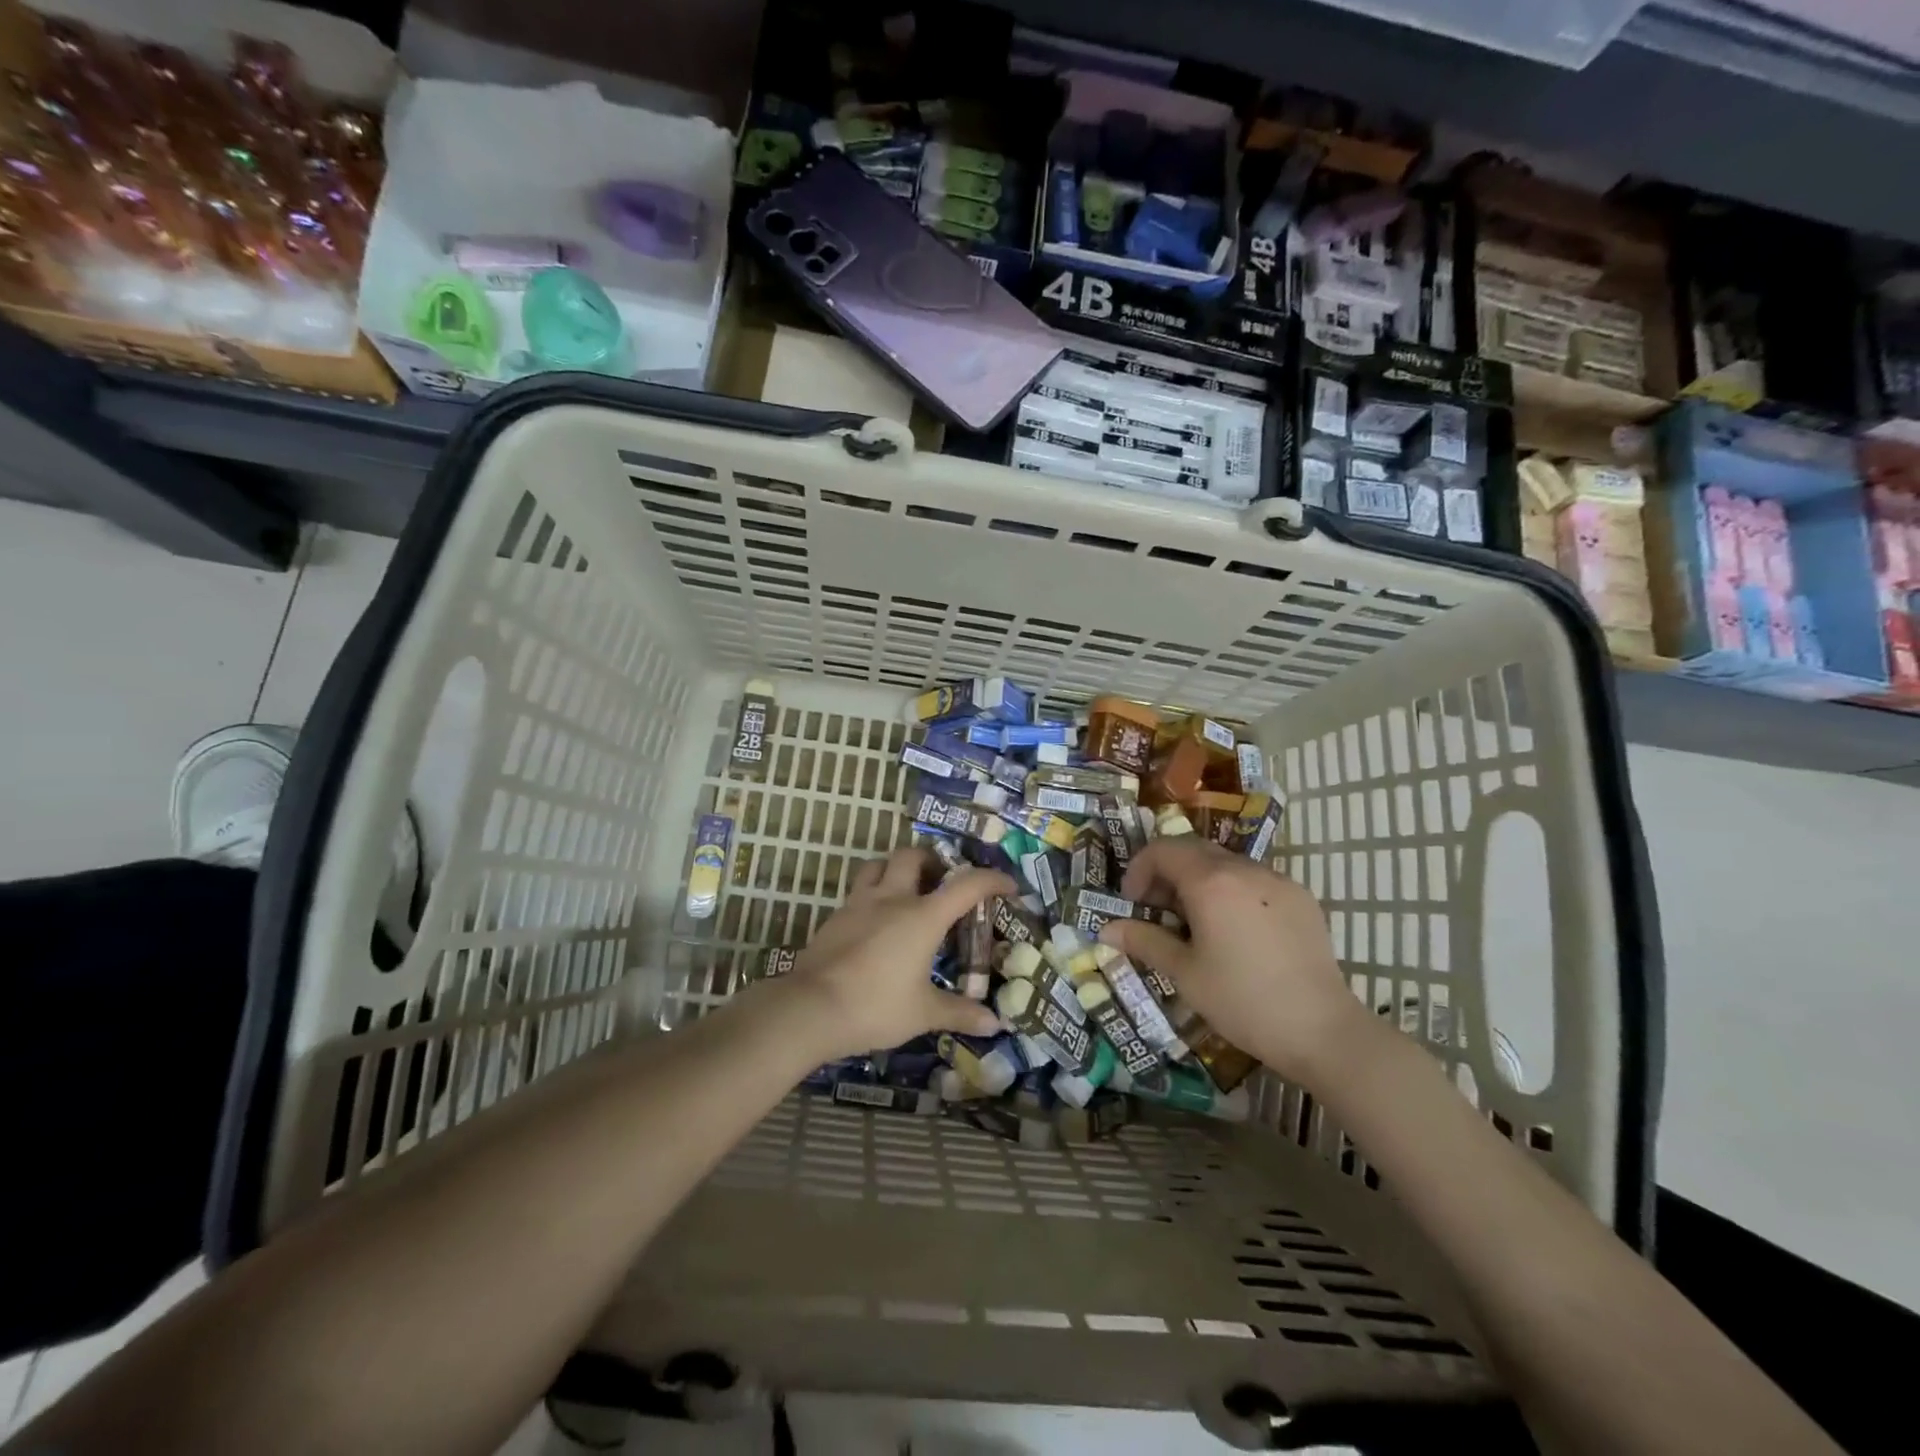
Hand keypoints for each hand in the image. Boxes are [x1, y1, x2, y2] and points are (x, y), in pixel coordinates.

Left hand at [784, 847, 1008, 1059]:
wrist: (810, 1008)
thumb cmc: (876, 1006)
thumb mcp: (923, 1013)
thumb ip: (959, 1012)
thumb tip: (995, 1025)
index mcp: (922, 916)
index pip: (966, 885)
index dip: (991, 880)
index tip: (1008, 886)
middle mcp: (892, 899)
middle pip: (912, 856)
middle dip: (932, 860)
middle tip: (942, 881)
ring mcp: (859, 904)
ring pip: (878, 865)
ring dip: (896, 868)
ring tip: (907, 890)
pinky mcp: (835, 917)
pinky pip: (858, 891)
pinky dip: (873, 894)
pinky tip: (876, 921)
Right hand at [1095, 837, 1362, 1084]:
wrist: (1322, 1030)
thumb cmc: (1243, 1001)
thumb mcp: (1185, 974)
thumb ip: (1144, 942)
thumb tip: (1106, 929)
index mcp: (1211, 881)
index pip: (1163, 849)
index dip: (1139, 870)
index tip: (1133, 903)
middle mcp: (1245, 868)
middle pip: (1194, 850)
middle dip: (1167, 874)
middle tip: (1158, 912)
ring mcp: (1278, 880)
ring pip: (1226, 864)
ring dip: (1200, 881)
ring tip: (1197, 924)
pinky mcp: (1302, 898)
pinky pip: (1255, 880)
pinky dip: (1233, 892)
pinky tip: (1237, 933)